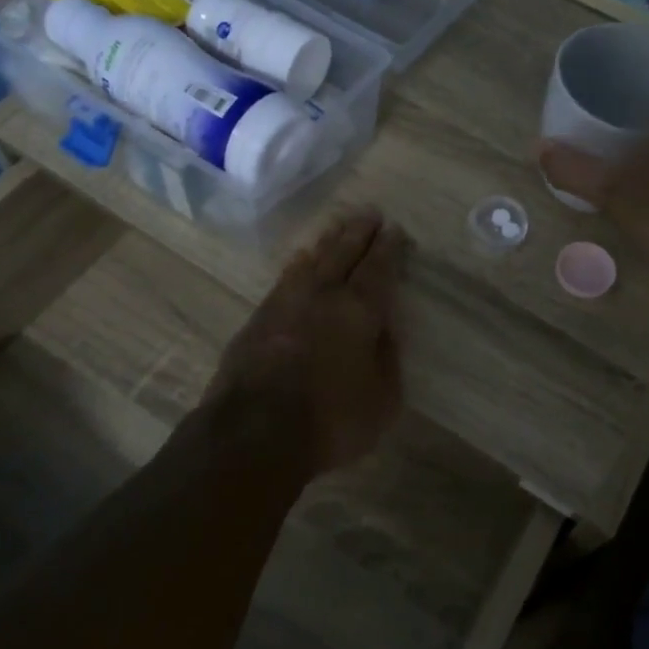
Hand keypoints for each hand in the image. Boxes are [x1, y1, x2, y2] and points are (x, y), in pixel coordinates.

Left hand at [206, 208, 410, 476]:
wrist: (253, 434)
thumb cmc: (331, 421)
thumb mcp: (382, 400)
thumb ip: (386, 358)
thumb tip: (383, 329)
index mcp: (358, 310)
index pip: (378, 269)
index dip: (389, 248)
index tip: (395, 230)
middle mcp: (321, 295)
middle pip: (343, 253)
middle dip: (359, 232)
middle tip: (370, 213)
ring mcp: (284, 303)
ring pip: (311, 259)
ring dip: (327, 241)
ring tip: (337, 227)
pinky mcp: (257, 318)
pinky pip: (284, 278)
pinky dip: (298, 264)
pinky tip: (299, 261)